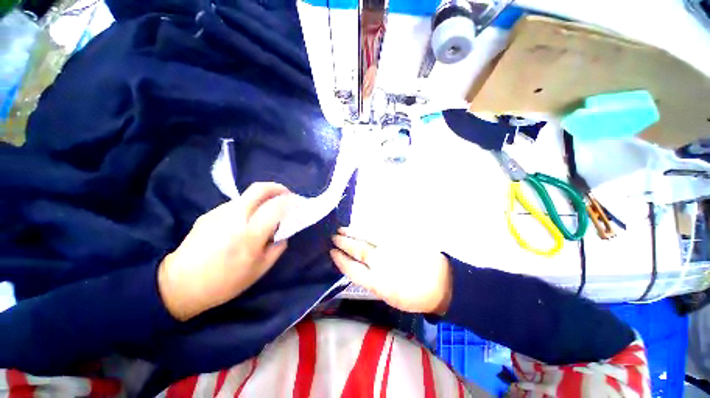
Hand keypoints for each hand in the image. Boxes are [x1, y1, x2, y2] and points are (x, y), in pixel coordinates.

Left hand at [158, 182, 291, 320]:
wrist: (179, 284)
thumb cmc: (225, 282)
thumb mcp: (260, 269)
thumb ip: (277, 246)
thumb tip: (283, 231)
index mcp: (249, 234)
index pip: (276, 206)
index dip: (290, 202)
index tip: (297, 205)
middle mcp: (234, 217)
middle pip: (259, 189)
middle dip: (278, 188)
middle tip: (287, 196)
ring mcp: (219, 212)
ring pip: (247, 195)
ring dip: (262, 198)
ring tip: (266, 212)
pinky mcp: (209, 214)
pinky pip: (235, 204)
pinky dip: (248, 206)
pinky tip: (245, 221)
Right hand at [330, 228, 451, 314]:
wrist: (442, 281)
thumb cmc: (415, 295)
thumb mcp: (390, 296)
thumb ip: (372, 281)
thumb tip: (359, 268)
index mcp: (378, 282)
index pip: (352, 269)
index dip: (340, 260)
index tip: (332, 253)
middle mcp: (382, 262)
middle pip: (358, 250)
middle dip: (344, 243)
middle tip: (334, 237)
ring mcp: (391, 247)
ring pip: (367, 236)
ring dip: (353, 232)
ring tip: (343, 228)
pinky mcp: (400, 237)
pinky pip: (380, 228)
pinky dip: (369, 224)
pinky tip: (362, 221)